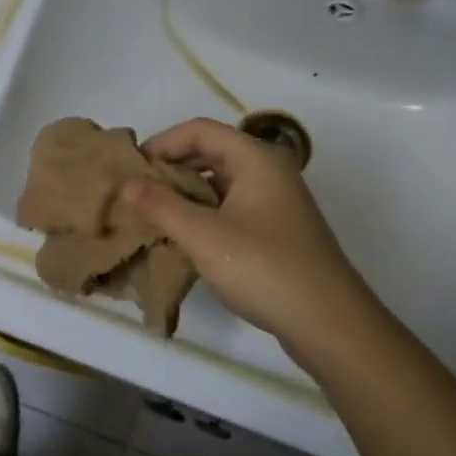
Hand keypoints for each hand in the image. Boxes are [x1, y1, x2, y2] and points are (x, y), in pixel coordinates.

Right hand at [122, 118, 370, 349]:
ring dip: (183, 194)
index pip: (200, 130)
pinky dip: (201, 214)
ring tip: (151, 216)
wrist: (329, 324)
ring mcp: (273, 202)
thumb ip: (162, 206)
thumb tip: (126, 184)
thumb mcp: (205, 236)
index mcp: (256, 159)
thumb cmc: (265, 270)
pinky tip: (181, 238)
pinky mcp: (274, 230)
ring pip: (218, 183)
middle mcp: (267, 172)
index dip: (162, 143)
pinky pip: (229, 207)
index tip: (131, 171)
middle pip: (210, 152)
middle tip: (135, 194)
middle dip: (170, 169)